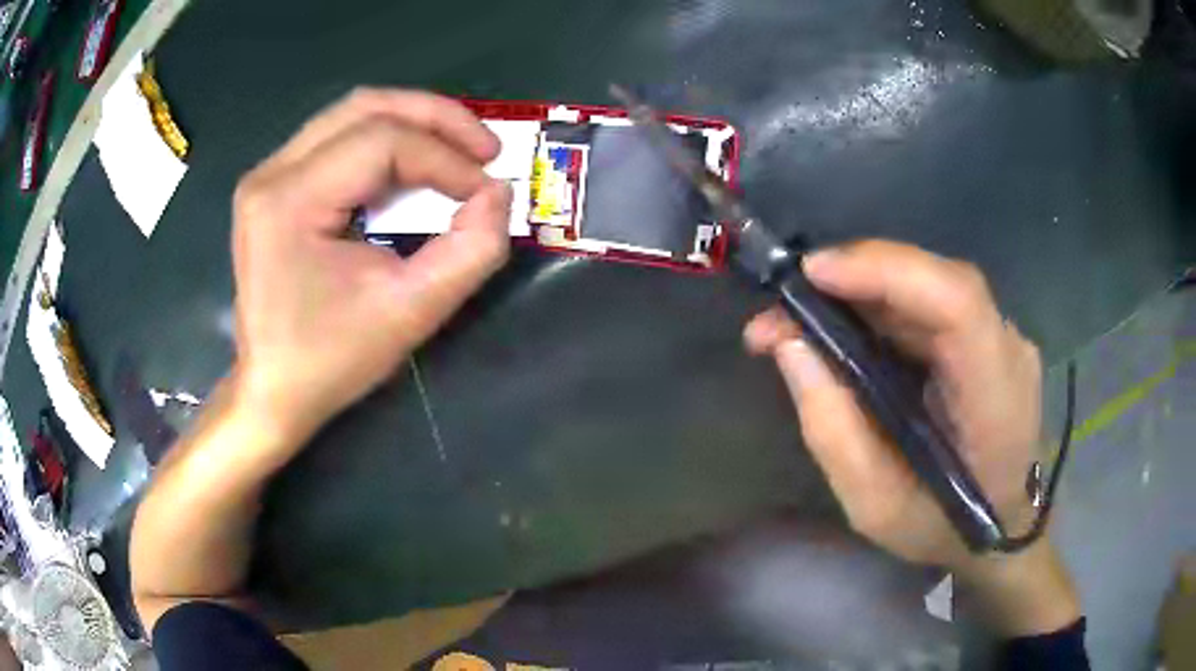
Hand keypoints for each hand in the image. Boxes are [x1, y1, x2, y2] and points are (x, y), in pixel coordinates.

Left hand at [230, 88, 512, 458]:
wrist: (272, 390)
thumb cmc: (331, 360)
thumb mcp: (410, 313)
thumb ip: (470, 251)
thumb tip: (498, 194)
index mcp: (289, 200)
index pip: (382, 142)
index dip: (446, 158)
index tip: (488, 192)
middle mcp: (271, 173)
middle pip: (366, 107)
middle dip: (436, 118)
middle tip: (485, 148)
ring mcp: (267, 175)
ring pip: (352, 114)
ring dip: (413, 123)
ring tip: (458, 152)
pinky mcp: (274, 187)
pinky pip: (338, 139)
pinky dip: (386, 142)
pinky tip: (414, 167)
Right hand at [744, 240, 1079, 634]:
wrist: (1004, 529)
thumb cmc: (943, 529)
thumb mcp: (876, 506)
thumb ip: (834, 430)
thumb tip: (789, 345)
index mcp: (996, 396)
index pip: (956, 301)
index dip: (885, 270)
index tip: (810, 275)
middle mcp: (1008, 348)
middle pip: (934, 279)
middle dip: (852, 279)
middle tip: (781, 310)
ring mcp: (1002, 336)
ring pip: (928, 285)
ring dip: (859, 292)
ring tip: (797, 323)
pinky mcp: (987, 336)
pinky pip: (930, 304)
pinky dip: (879, 307)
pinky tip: (844, 330)